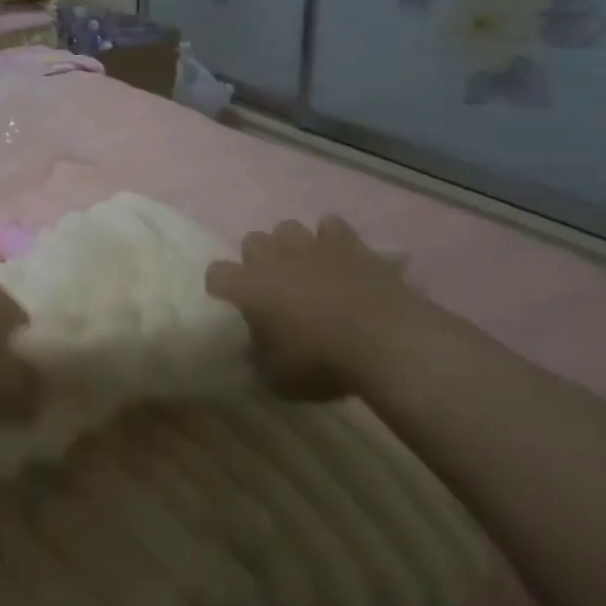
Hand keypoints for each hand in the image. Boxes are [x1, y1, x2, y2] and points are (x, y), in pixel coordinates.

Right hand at [204, 216, 446, 400]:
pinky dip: (332, 239)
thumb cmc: (322, 361)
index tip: (233, 303)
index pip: (216, 274)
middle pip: (252, 242)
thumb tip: (252, 353)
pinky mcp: (350, 243)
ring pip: (288, 228)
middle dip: (258, 260)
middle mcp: (273, 258)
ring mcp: (312, 246)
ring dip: (292, 246)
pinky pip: (332, 227)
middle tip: (273, 286)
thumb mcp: (280, 379)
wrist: (388, 341)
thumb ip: (259, 362)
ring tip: (305, 269)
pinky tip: (339, 258)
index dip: (222, 287)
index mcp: (248, 287)